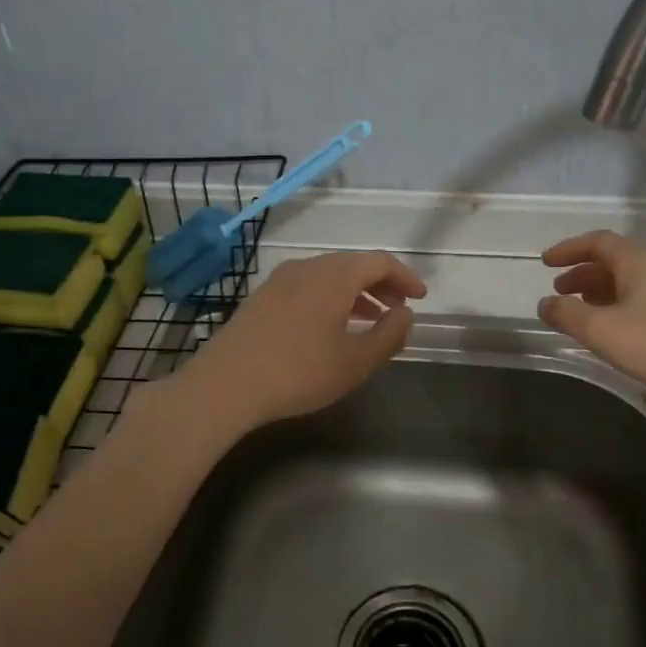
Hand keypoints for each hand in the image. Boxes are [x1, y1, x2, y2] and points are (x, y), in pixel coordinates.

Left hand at [174, 251, 426, 431]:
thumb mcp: (355, 362)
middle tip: (398, 308)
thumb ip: (389, 335)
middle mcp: (306, 267)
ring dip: (354, 293)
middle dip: (380, 284)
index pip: (378, 261)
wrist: (225, 384)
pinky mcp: (261, 298)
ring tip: (369, 319)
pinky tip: (329, 328)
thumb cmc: (299, 372)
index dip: (404, 277)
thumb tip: (405, 314)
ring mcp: (279, 281)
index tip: (419, 297)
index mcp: (334, 275)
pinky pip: (306, 288)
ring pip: (327, 276)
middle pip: (352, 265)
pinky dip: (329, 299)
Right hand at [537, 230, 645, 409]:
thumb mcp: (603, 331)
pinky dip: (621, 310)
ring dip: (602, 293)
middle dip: (584, 273)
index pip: (599, 242)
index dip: (569, 249)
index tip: (546, 262)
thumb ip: (568, 315)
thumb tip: (546, 303)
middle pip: (616, 262)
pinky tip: (617, 335)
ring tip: (582, 314)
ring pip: (632, 285)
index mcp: (640, 263)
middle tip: (560, 291)